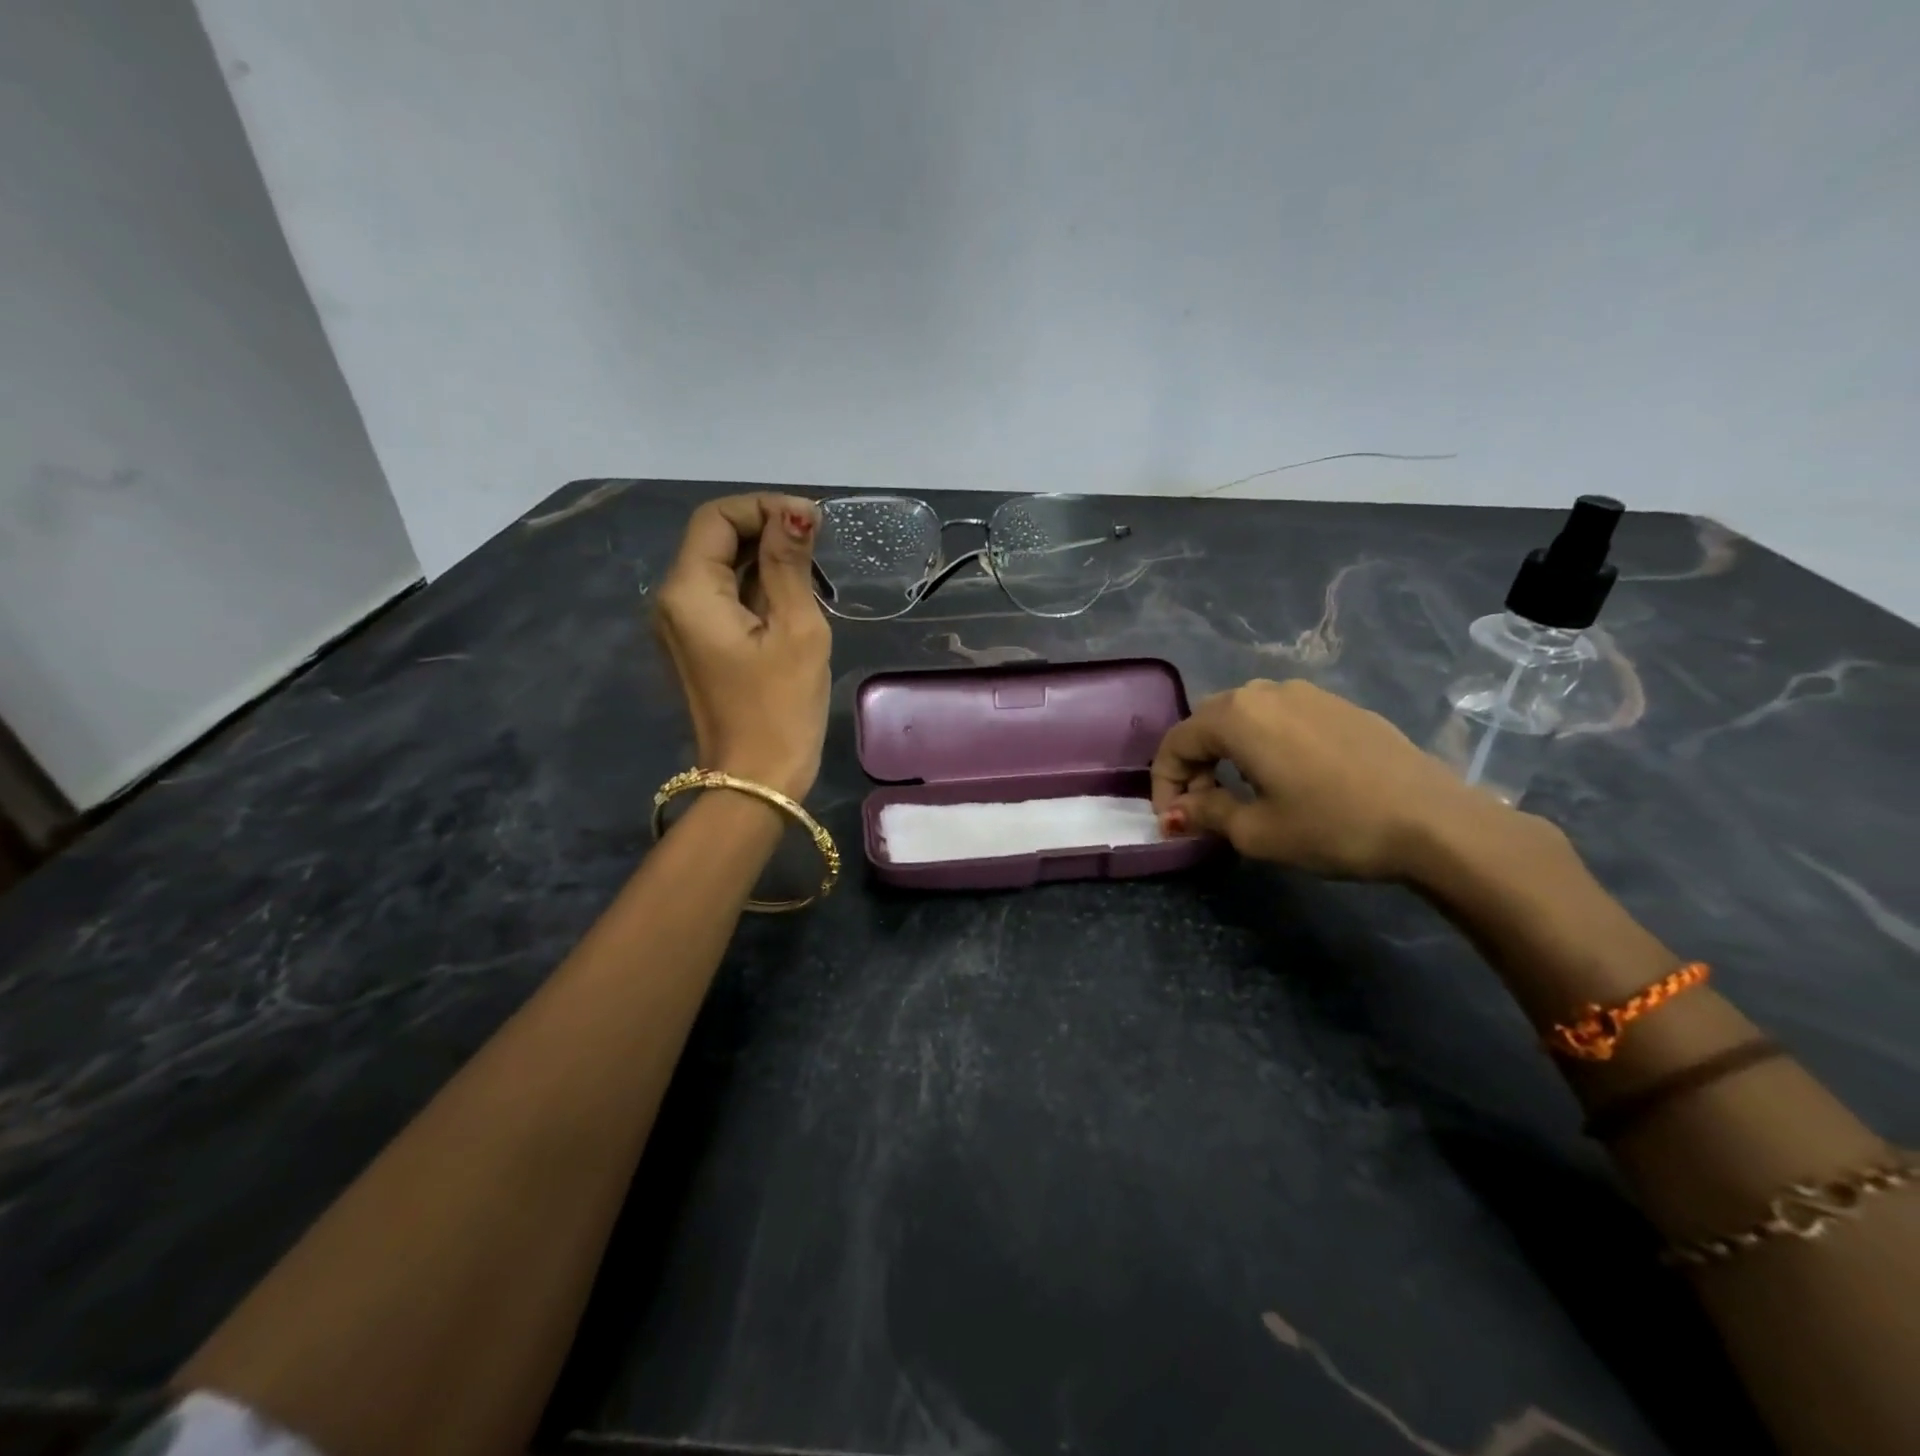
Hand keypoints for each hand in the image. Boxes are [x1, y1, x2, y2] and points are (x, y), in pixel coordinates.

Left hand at [655, 494, 831, 798]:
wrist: (755, 781)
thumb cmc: (780, 708)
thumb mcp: (796, 629)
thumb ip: (790, 564)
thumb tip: (795, 513)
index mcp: (689, 591)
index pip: (716, 518)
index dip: (763, 507)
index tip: (812, 521)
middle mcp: (673, 601)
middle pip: (714, 539)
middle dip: (765, 530)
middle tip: (819, 542)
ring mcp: (682, 626)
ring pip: (721, 568)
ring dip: (764, 558)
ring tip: (813, 569)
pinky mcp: (698, 646)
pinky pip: (724, 598)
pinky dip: (757, 587)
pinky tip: (792, 597)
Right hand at [1150, 678, 1509, 880]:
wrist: (1433, 821)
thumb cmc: (1332, 826)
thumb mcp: (1256, 831)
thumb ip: (1206, 813)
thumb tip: (1180, 810)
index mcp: (1236, 716)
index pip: (1176, 742)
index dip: (1163, 784)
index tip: (1171, 822)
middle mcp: (1265, 691)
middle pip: (1206, 723)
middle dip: (1193, 765)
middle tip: (1200, 808)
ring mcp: (1307, 693)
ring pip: (1244, 717)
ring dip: (1227, 753)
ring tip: (1238, 792)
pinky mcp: (1339, 704)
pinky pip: (1281, 718)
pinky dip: (1263, 744)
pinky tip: (1284, 777)